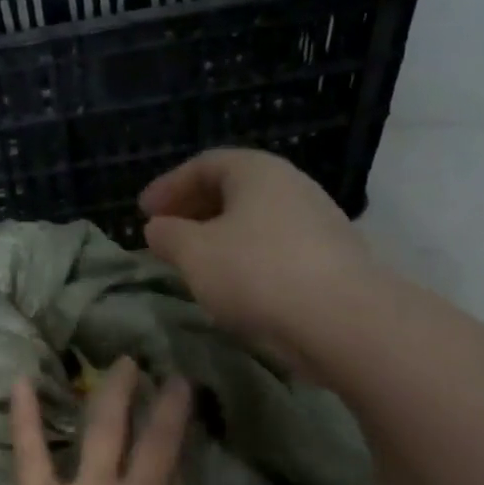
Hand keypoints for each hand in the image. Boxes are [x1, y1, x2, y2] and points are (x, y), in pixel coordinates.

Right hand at [139, 149, 369, 360]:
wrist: (340, 320)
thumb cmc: (256, 273)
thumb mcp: (195, 254)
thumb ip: (168, 236)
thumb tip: (157, 228)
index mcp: (257, 171)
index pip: (205, 164)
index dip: (169, 186)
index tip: (143, 211)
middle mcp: (291, 185)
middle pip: (233, 189)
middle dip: (193, 209)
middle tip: (165, 233)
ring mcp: (316, 221)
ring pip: (254, 220)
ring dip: (218, 235)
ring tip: (195, 261)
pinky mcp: (328, 258)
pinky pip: (273, 246)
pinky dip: (244, 256)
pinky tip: (232, 283)